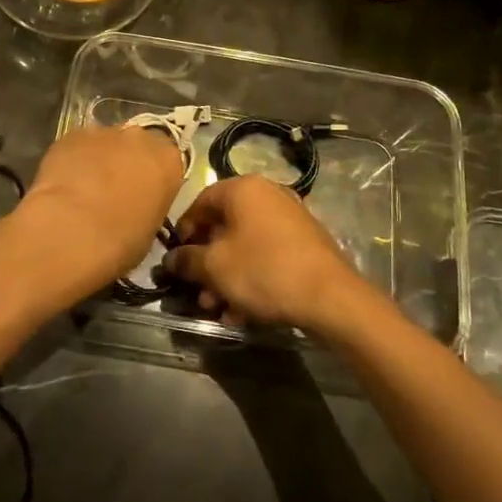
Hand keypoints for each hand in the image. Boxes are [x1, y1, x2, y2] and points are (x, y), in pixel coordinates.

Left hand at [12, 126, 184, 294]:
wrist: (70, 231)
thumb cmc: (120, 242)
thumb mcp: (150, 232)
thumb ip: (148, 207)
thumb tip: (135, 207)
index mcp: (168, 161)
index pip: (167, 162)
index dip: (153, 179)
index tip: (143, 196)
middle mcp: (140, 138)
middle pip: (137, 145)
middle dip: (127, 162)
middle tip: (113, 191)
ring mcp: (104, 132)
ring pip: (105, 143)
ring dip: (99, 160)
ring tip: (84, 188)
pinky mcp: (71, 134)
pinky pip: (77, 145)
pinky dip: (73, 159)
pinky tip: (64, 183)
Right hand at [162, 175, 374, 334]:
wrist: (330, 297)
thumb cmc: (263, 270)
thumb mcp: (214, 267)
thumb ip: (186, 259)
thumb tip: (171, 258)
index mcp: (243, 189)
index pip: (201, 202)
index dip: (184, 231)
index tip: (177, 259)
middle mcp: (267, 195)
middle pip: (224, 227)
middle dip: (207, 263)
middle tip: (199, 292)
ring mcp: (290, 218)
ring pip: (245, 246)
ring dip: (227, 277)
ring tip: (219, 309)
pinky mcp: (305, 243)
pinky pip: (267, 256)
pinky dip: (252, 278)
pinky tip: (243, 312)